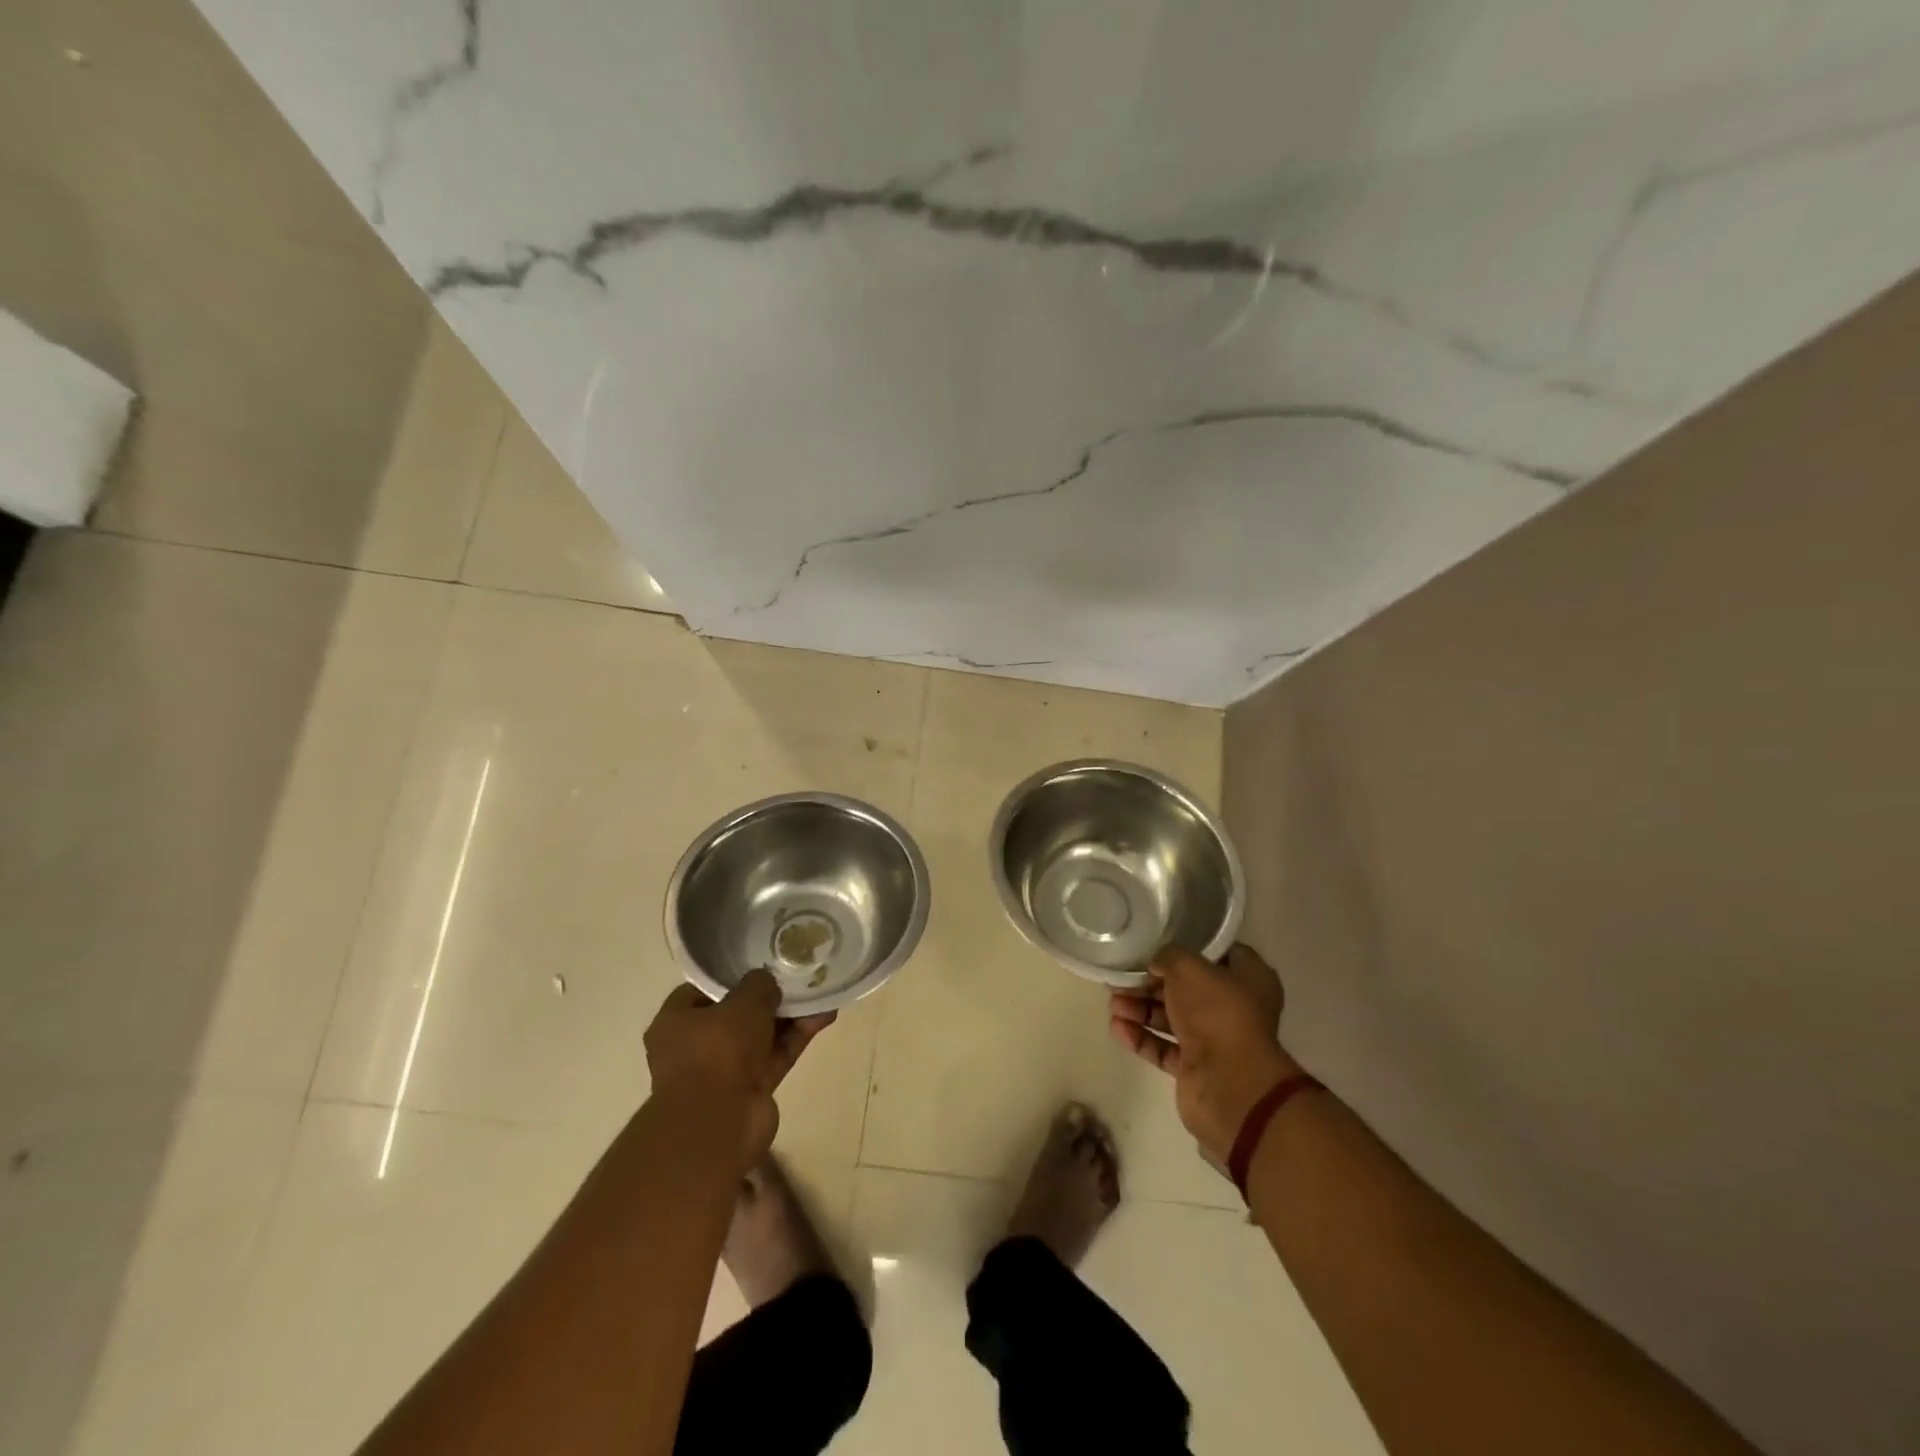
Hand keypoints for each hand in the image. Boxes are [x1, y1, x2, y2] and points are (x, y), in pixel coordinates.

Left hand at [643, 969, 835, 1167]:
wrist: (720, 1123)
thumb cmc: (718, 1050)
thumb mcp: (743, 1001)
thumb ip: (759, 984)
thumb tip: (767, 983)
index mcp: (676, 1022)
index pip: (703, 990)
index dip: (732, 976)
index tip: (759, 964)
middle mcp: (695, 1047)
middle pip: (736, 1014)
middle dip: (768, 998)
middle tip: (795, 976)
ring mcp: (723, 1071)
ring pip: (761, 1035)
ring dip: (789, 1016)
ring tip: (820, 991)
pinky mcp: (751, 1090)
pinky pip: (776, 1055)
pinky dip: (797, 1037)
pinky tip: (825, 1014)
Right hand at [1110, 944, 1303, 1167]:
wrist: (1231, 1086)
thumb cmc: (1218, 1013)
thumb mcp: (1189, 967)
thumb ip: (1169, 957)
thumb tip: (1156, 965)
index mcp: (1249, 978)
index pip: (1218, 953)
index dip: (1187, 947)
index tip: (1157, 944)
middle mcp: (1234, 1008)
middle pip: (1187, 988)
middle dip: (1151, 983)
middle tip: (1121, 978)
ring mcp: (1215, 1040)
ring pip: (1172, 1018)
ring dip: (1141, 1008)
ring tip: (1113, 1003)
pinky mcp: (1196, 1068)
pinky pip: (1164, 1047)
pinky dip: (1141, 1036)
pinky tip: (1116, 1027)